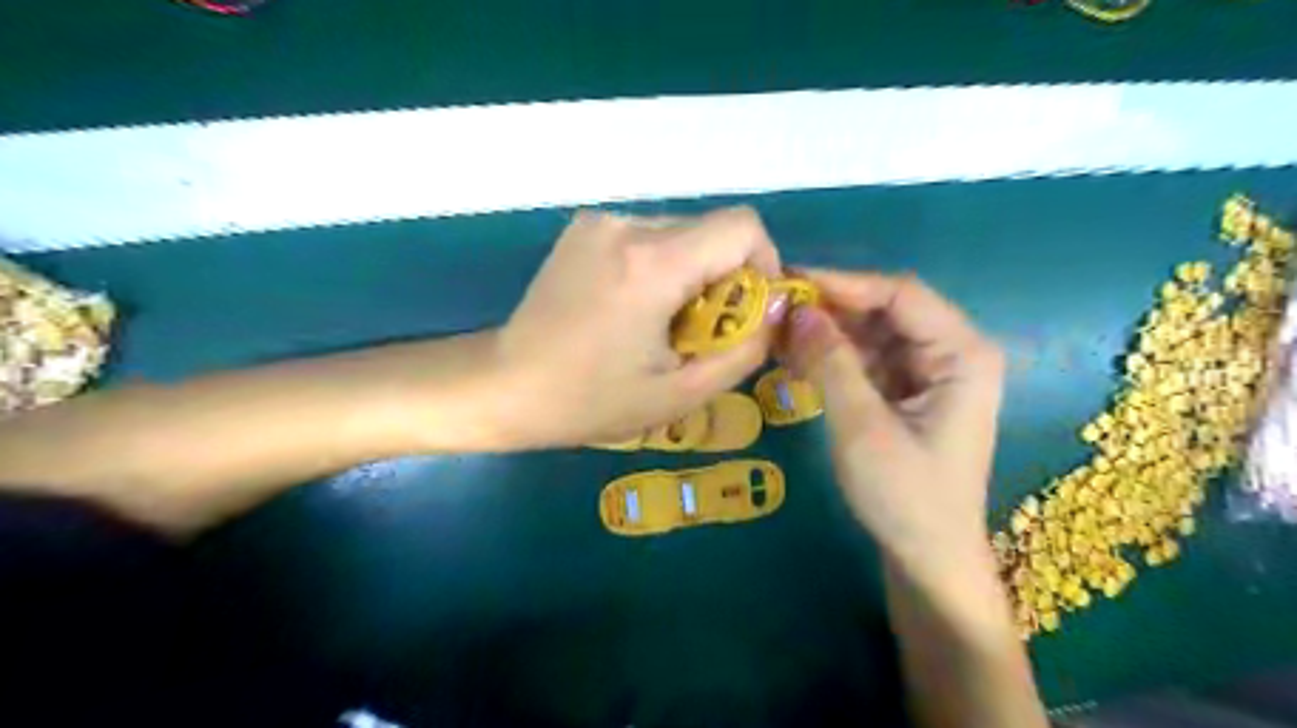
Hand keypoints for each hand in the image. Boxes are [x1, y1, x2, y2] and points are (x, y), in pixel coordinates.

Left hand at [493, 205, 777, 448]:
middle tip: (699, 330)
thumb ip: (744, 349)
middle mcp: (628, 225)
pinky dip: (661, 266)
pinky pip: (649, 235)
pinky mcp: (584, 228)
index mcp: (652, 264)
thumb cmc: (590, 401)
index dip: (763, 264)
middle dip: (725, 277)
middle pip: (712, 229)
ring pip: (682, 232)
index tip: (746, 310)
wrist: (506, 386)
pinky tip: (634, 307)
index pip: (742, 227)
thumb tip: (777, 308)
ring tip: (661, 323)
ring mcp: (601, 221)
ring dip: (691, 273)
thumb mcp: (680, 394)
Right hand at [778, 270, 999, 583]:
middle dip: (830, 308)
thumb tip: (795, 309)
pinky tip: (795, 355)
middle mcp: (952, 352)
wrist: (928, 559)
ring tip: (776, 330)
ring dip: (826, 332)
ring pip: (871, 333)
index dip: (842, 283)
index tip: (789, 281)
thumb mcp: (862, 426)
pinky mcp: (908, 391)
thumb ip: (830, 363)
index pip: (899, 294)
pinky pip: (866, 359)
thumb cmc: (906, 497)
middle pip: (885, 310)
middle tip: (775, 307)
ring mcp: (930, 372)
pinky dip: (832, 357)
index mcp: (962, 353)